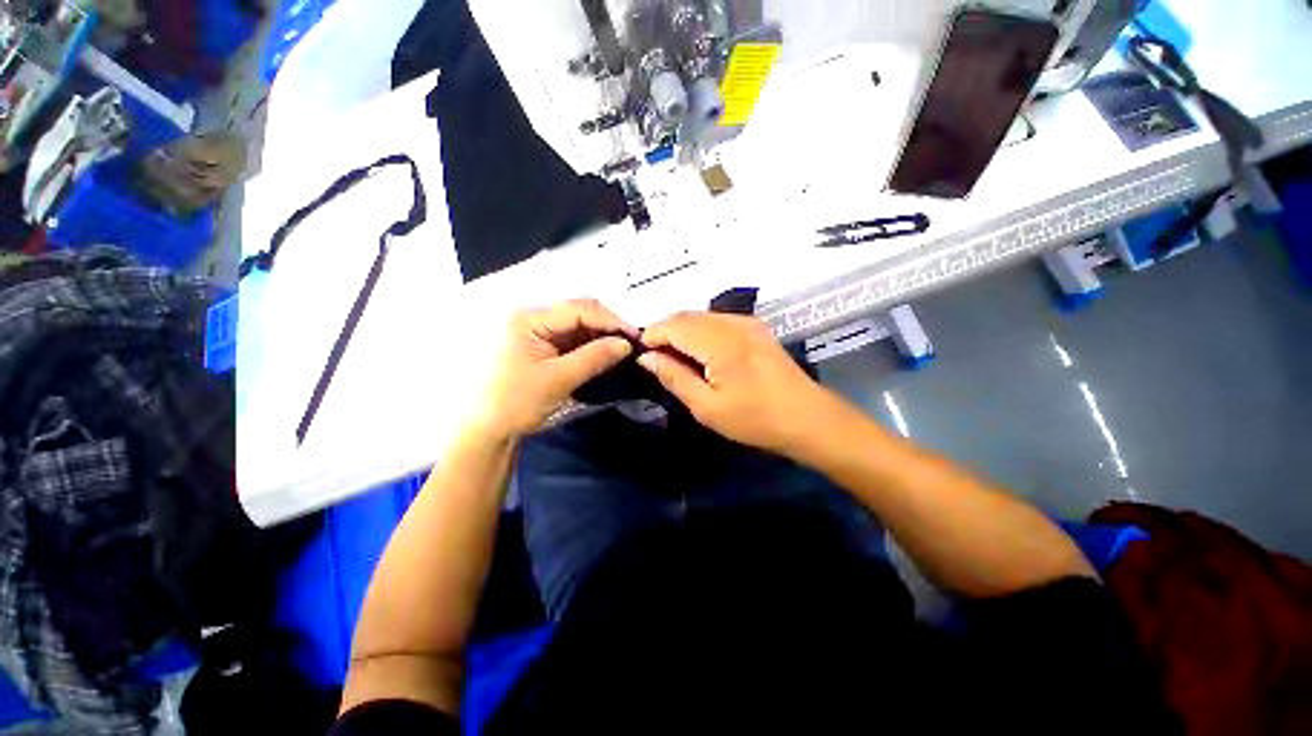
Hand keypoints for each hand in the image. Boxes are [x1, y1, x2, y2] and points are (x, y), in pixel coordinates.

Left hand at [474, 299, 635, 438]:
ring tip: (623, 351)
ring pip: (580, 327)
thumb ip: (594, 358)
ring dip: (602, 337)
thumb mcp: (558, 379)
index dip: (609, 320)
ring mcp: (539, 333)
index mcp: (529, 320)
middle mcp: (534, 319)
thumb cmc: (516, 403)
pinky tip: (606, 355)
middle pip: (579, 313)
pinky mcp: (545, 347)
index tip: (634, 336)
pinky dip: (592, 347)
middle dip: (607, 327)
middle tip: (632, 344)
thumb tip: (627, 344)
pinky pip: (574, 340)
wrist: (489, 430)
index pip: (577, 310)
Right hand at [637, 311, 839, 456]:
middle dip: (665, 332)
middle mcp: (732, 322)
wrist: (808, 418)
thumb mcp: (706, 407)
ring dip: (682, 331)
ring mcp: (747, 322)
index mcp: (719, 341)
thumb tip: (646, 358)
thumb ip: (674, 377)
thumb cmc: (755, 419)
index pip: (673, 325)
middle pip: (686, 316)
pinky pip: (717, 320)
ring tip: (674, 358)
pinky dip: (700, 331)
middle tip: (654, 359)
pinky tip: (700, 353)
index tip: (639, 355)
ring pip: (701, 316)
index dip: (651, 336)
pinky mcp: (755, 327)